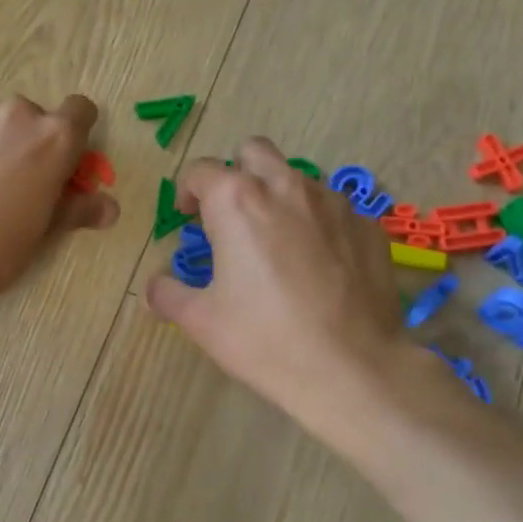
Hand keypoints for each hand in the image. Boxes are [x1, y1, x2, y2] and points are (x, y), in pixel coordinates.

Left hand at [0, 95, 117, 312]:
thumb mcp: (47, 232)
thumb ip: (79, 209)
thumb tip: (108, 207)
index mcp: (54, 136)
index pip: (82, 111)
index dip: (78, 137)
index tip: (68, 167)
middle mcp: (16, 115)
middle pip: (37, 120)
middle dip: (35, 146)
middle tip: (26, 188)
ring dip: (0, 148)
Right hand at [144, 138, 420, 423]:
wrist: (351, 369)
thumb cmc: (264, 340)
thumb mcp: (201, 321)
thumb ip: (168, 294)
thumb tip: (154, 288)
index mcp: (237, 201)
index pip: (201, 170)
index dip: (187, 191)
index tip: (187, 217)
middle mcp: (286, 186)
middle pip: (254, 152)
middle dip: (237, 174)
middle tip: (232, 216)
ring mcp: (334, 202)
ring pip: (298, 178)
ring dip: (279, 197)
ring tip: (277, 243)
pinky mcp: (369, 225)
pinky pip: (335, 209)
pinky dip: (319, 224)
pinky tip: (319, 265)